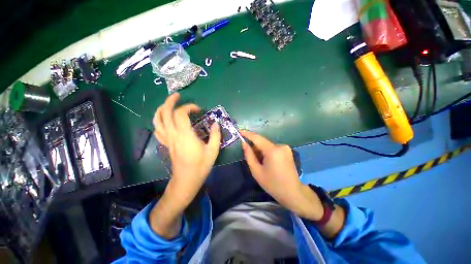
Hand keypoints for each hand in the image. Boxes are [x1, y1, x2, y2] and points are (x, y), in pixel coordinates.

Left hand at [153, 93, 220, 208]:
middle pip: (165, 113)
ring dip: (161, 109)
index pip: (181, 114)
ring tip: (168, 104)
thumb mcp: (213, 150)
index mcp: (185, 135)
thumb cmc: (201, 166)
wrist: (187, 180)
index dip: (189, 107)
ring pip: (157, 120)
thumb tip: (216, 123)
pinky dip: (159, 121)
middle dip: (170, 101)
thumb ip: (215, 135)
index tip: (198, 109)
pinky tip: (164, 119)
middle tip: (177, 96)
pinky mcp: (166, 144)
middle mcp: (173, 135)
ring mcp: (168, 139)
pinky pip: (158, 130)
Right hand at [240, 130, 323, 220]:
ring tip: (261, 163)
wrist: (292, 192)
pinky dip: (267, 152)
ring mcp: (285, 148)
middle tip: (251, 157)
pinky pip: (273, 148)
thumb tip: (244, 143)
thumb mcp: (256, 171)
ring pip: (267, 145)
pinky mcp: (288, 151)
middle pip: (262, 142)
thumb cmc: (272, 184)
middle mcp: (280, 146)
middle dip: (255, 147)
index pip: (257, 138)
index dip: (247, 134)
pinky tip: (268, 162)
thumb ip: (249, 155)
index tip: (239, 131)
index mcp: (272, 151)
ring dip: (261, 150)